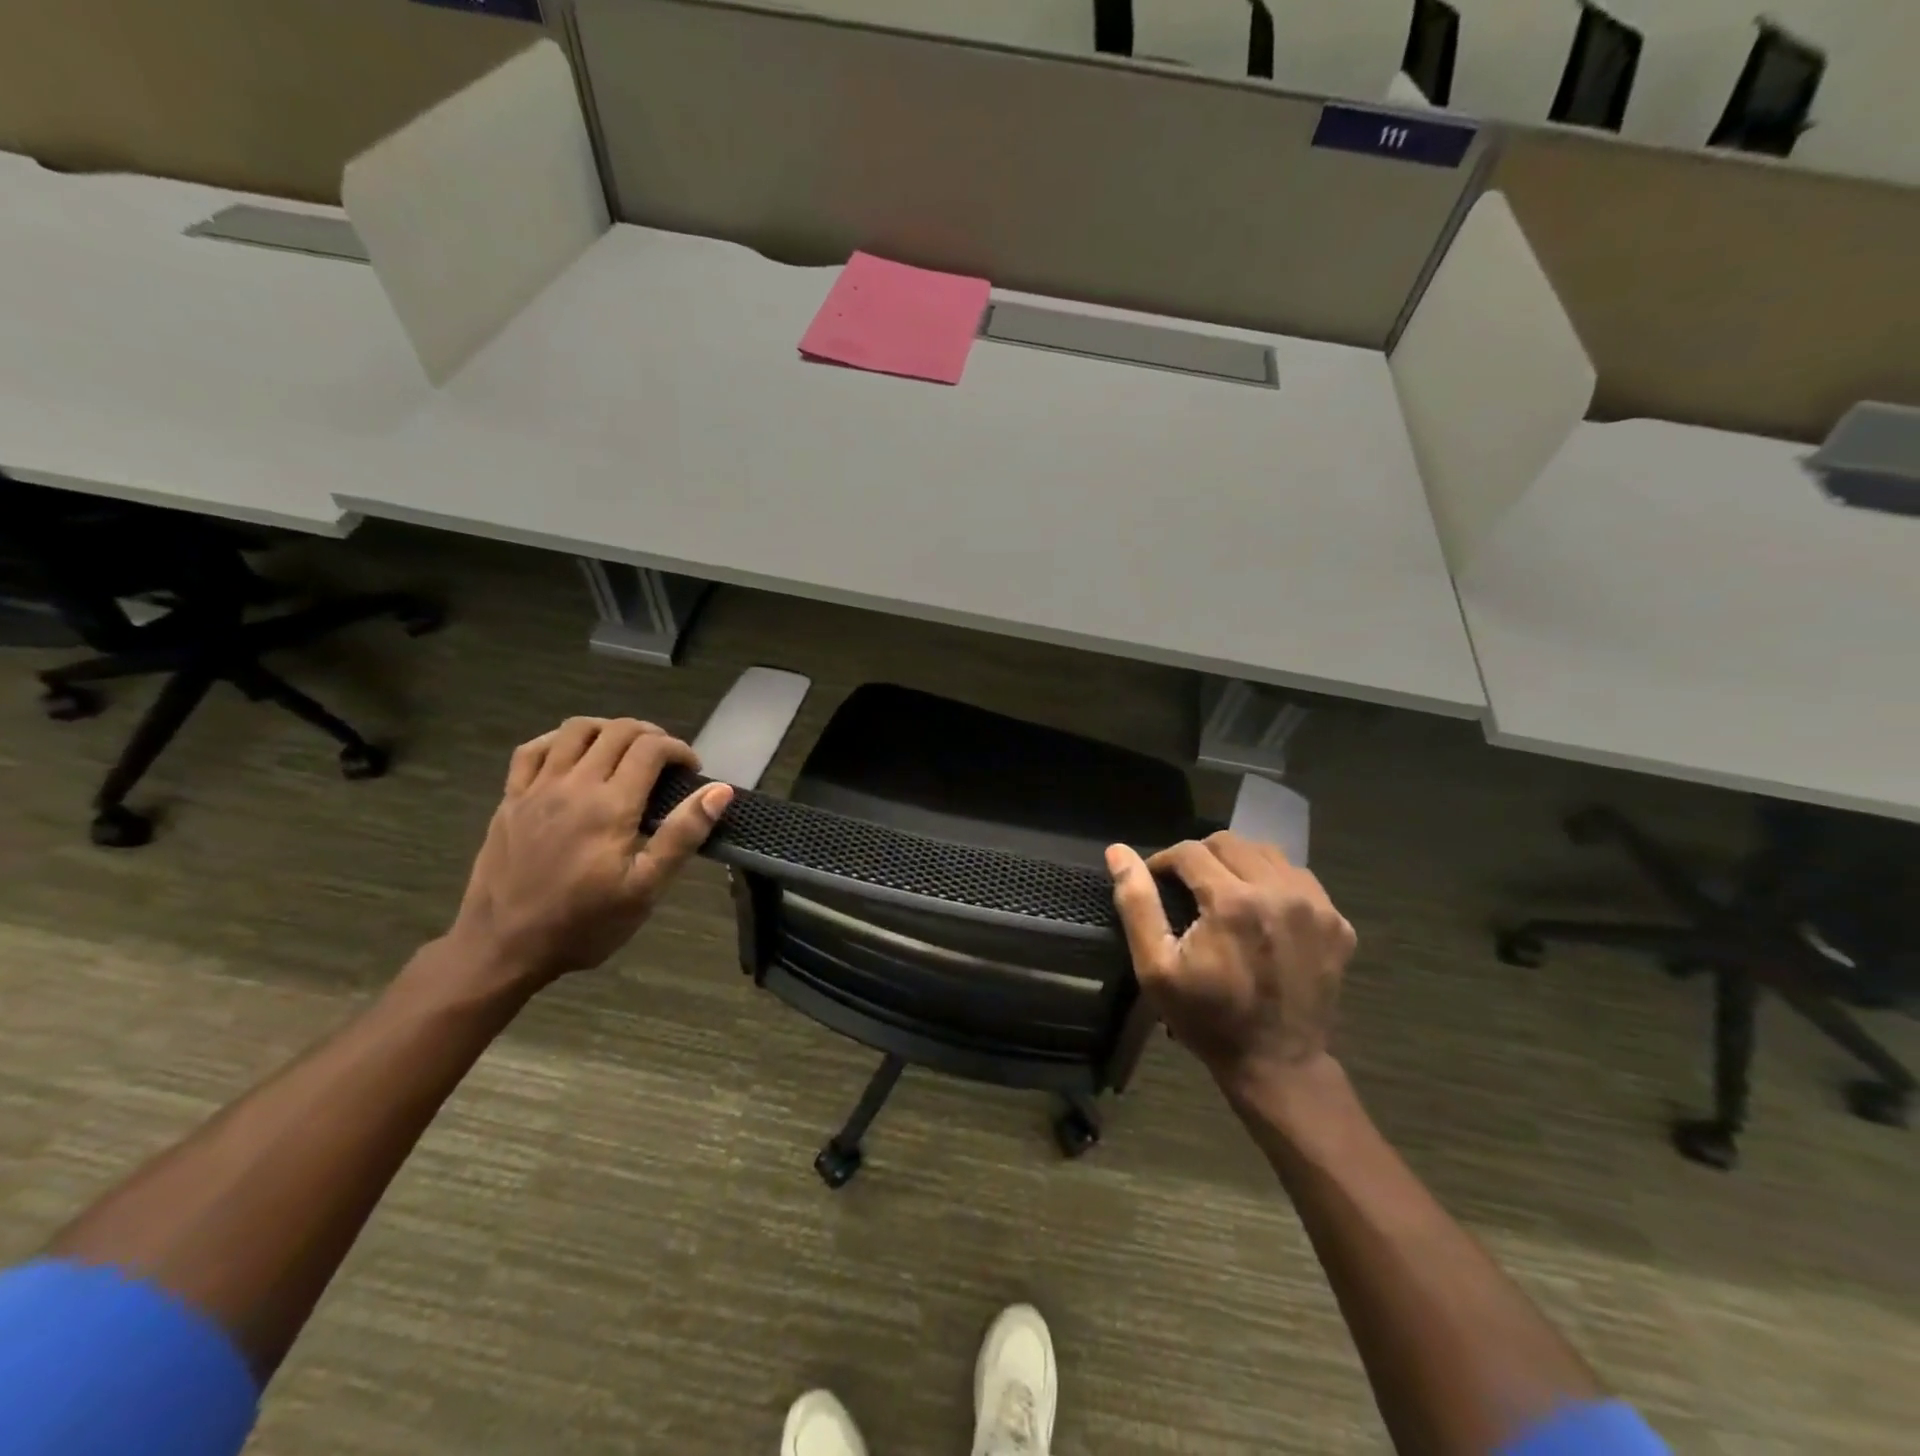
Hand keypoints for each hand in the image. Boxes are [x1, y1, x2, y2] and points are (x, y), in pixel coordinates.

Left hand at [448, 717, 731, 992]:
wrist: (501, 948)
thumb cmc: (584, 923)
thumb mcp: (645, 889)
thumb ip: (682, 835)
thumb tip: (719, 791)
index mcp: (610, 805)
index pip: (651, 748)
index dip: (680, 750)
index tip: (692, 771)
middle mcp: (573, 784)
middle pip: (617, 731)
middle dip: (651, 735)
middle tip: (667, 762)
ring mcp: (536, 788)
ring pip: (575, 729)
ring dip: (608, 730)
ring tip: (625, 751)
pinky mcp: (510, 799)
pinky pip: (532, 749)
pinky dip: (559, 740)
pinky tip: (573, 755)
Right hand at [1106, 833, 1355, 1098]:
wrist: (1278, 1065)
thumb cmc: (1207, 1018)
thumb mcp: (1156, 968)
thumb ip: (1137, 904)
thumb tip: (1118, 852)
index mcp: (1232, 901)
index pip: (1189, 851)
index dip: (1164, 861)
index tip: (1155, 882)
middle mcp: (1279, 891)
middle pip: (1229, 843)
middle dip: (1199, 857)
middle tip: (1186, 887)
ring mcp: (1316, 906)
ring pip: (1267, 853)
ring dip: (1238, 864)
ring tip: (1223, 893)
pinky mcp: (1337, 923)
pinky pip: (1299, 878)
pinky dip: (1274, 882)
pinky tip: (1261, 910)